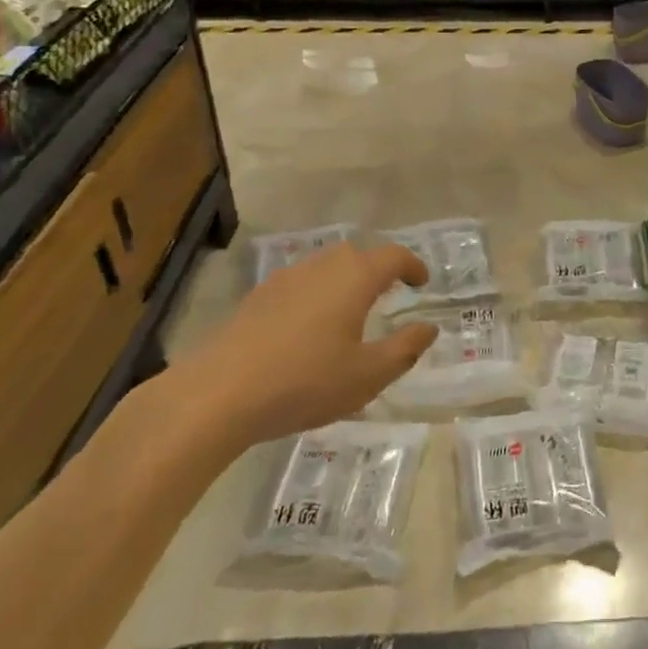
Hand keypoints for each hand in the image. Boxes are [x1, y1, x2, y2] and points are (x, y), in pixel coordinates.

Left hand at [180, 242, 438, 440]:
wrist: (218, 394)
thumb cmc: (304, 382)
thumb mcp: (367, 375)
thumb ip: (405, 349)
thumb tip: (429, 327)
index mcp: (354, 278)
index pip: (393, 256)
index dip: (412, 265)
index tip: (422, 282)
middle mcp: (321, 267)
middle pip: (357, 254)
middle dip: (378, 268)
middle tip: (390, 293)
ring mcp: (285, 278)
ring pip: (325, 266)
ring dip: (345, 280)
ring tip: (351, 311)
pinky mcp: (257, 297)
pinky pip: (300, 283)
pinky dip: (317, 293)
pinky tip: (309, 327)